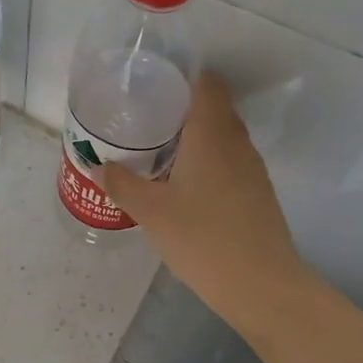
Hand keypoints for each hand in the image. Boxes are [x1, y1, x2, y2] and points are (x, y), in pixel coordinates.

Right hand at [97, 72, 311, 338]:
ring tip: (160, 151)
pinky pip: (230, 161)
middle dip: (183, 109)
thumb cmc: (203, 239)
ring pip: (223, 137)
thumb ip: (123, 184)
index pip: (208, 84)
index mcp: (212, 134)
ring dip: (196, 138)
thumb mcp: (151, 212)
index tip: (156, 85)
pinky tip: (185, 185)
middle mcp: (236, 142)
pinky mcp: (257, 193)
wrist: (261, 285)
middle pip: (215, 108)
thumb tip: (100, 165)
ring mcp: (252, 168)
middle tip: (147, 119)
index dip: (185, 77)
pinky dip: (208, 161)